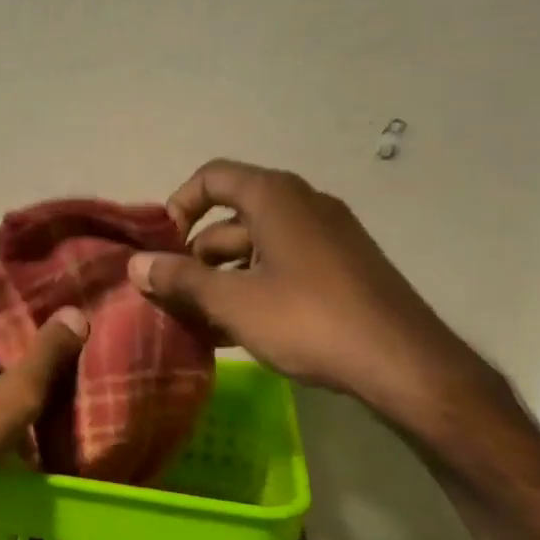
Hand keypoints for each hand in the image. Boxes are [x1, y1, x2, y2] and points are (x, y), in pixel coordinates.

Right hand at [128, 160, 500, 435]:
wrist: (402, 362)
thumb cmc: (308, 319)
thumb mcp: (233, 301)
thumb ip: (180, 280)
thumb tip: (136, 265)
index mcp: (275, 196)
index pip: (212, 177)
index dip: (178, 205)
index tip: (162, 247)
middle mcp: (303, 204)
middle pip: (232, 218)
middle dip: (196, 256)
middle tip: (172, 297)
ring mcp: (328, 237)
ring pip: (257, 248)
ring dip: (222, 279)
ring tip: (197, 322)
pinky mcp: (343, 268)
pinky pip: (284, 267)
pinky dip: (254, 288)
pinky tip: (236, 331)